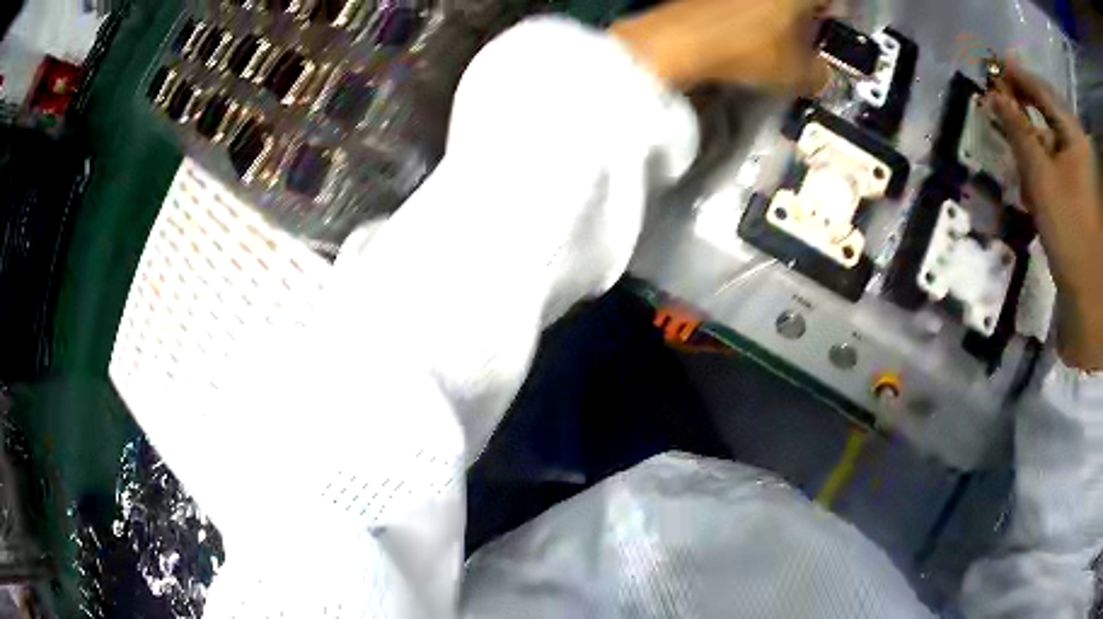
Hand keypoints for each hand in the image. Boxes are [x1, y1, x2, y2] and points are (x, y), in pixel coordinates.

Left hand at [609, 0, 830, 94]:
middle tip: (807, 37)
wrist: (679, 40)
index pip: (830, 0)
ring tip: (777, 39)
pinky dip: (752, 13)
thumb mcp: (794, 72)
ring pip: (770, 2)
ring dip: (778, 14)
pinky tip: (747, 33)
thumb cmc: (744, 48)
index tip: (832, 29)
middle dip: (805, 15)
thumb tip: (822, 76)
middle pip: (799, 0)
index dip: (833, 15)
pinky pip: (744, 4)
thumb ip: (818, 74)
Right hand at [988, 60, 1102, 369]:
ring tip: (1016, 154)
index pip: (1040, 89)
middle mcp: (1078, 142)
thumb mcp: (1041, 178)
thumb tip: (995, 94)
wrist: (1089, 294)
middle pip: (1046, 110)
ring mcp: (1081, 166)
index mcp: (1073, 133)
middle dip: (1023, 109)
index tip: (990, 64)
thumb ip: (1018, 130)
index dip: (1015, 74)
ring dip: (1032, 141)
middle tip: (999, 106)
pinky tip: (1033, 181)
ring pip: (1050, 137)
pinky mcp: (1079, 186)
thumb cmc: (1069, 232)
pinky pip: (1057, 160)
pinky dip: (1043, 164)